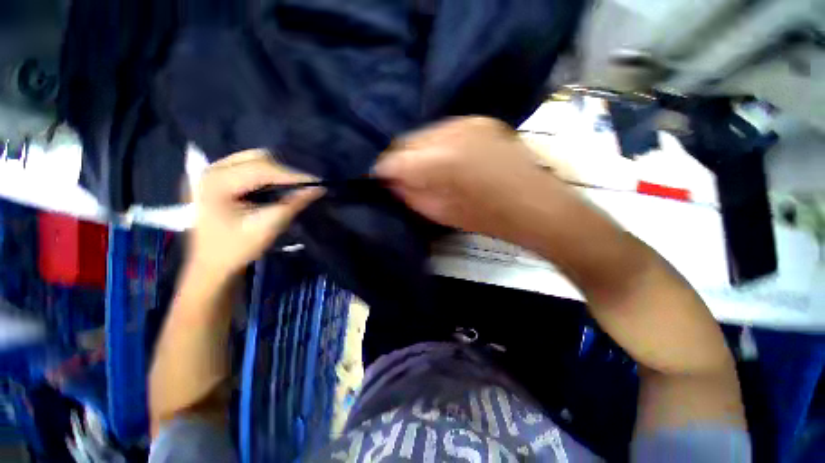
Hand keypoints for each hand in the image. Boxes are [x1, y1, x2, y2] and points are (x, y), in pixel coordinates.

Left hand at [187, 149, 322, 280]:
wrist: (211, 264)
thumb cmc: (236, 249)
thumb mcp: (267, 227)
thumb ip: (292, 204)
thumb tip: (318, 189)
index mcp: (216, 183)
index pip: (262, 168)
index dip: (292, 173)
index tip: (317, 180)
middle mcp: (210, 170)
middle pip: (256, 157)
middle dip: (286, 168)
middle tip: (308, 181)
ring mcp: (211, 171)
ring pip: (253, 158)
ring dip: (278, 168)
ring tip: (297, 181)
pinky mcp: (217, 177)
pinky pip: (248, 165)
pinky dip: (268, 171)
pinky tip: (280, 181)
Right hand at [375, 117, 558, 237]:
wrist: (533, 204)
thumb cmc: (486, 218)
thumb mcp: (440, 213)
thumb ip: (410, 195)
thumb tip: (392, 182)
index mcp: (438, 162)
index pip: (394, 160)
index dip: (382, 170)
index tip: (379, 178)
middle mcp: (449, 133)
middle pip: (406, 140)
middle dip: (399, 158)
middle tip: (400, 174)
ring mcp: (467, 122)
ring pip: (425, 132)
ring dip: (418, 150)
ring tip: (425, 166)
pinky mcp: (480, 120)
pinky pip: (445, 129)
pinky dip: (437, 143)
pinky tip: (446, 157)